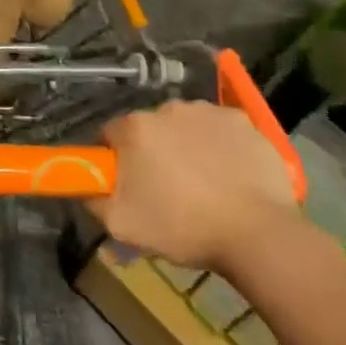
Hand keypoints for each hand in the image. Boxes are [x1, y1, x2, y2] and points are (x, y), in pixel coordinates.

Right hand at [86, 101, 299, 271]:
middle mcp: (167, 109)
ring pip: (184, 125)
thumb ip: (93, 199)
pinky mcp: (242, 121)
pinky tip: (228, 173)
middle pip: (148, 128)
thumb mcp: (122, 225)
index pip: (110, 135)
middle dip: (152, 151)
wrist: (258, 235)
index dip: (115, 159)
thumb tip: (87, 186)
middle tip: (166, 188)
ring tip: (202, 182)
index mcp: (134, 129)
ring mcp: (207, 111)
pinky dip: (219, 144)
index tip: (127, 183)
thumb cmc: (183, 228)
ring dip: (185, 145)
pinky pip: (219, 128)